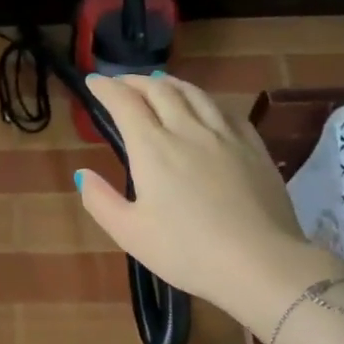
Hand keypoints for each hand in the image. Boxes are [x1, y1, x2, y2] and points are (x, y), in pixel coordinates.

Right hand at [75, 74, 339, 320]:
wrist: (260, 263)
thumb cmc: (186, 251)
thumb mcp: (130, 234)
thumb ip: (100, 201)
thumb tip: (83, 174)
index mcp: (153, 148)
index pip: (125, 103)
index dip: (106, 88)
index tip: (93, 81)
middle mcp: (187, 130)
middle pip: (159, 90)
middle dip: (135, 80)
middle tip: (121, 81)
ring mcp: (225, 136)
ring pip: (195, 94)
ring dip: (171, 83)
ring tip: (159, 82)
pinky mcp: (254, 148)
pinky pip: (226, 111)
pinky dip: (206, 101)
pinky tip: (206, 108)